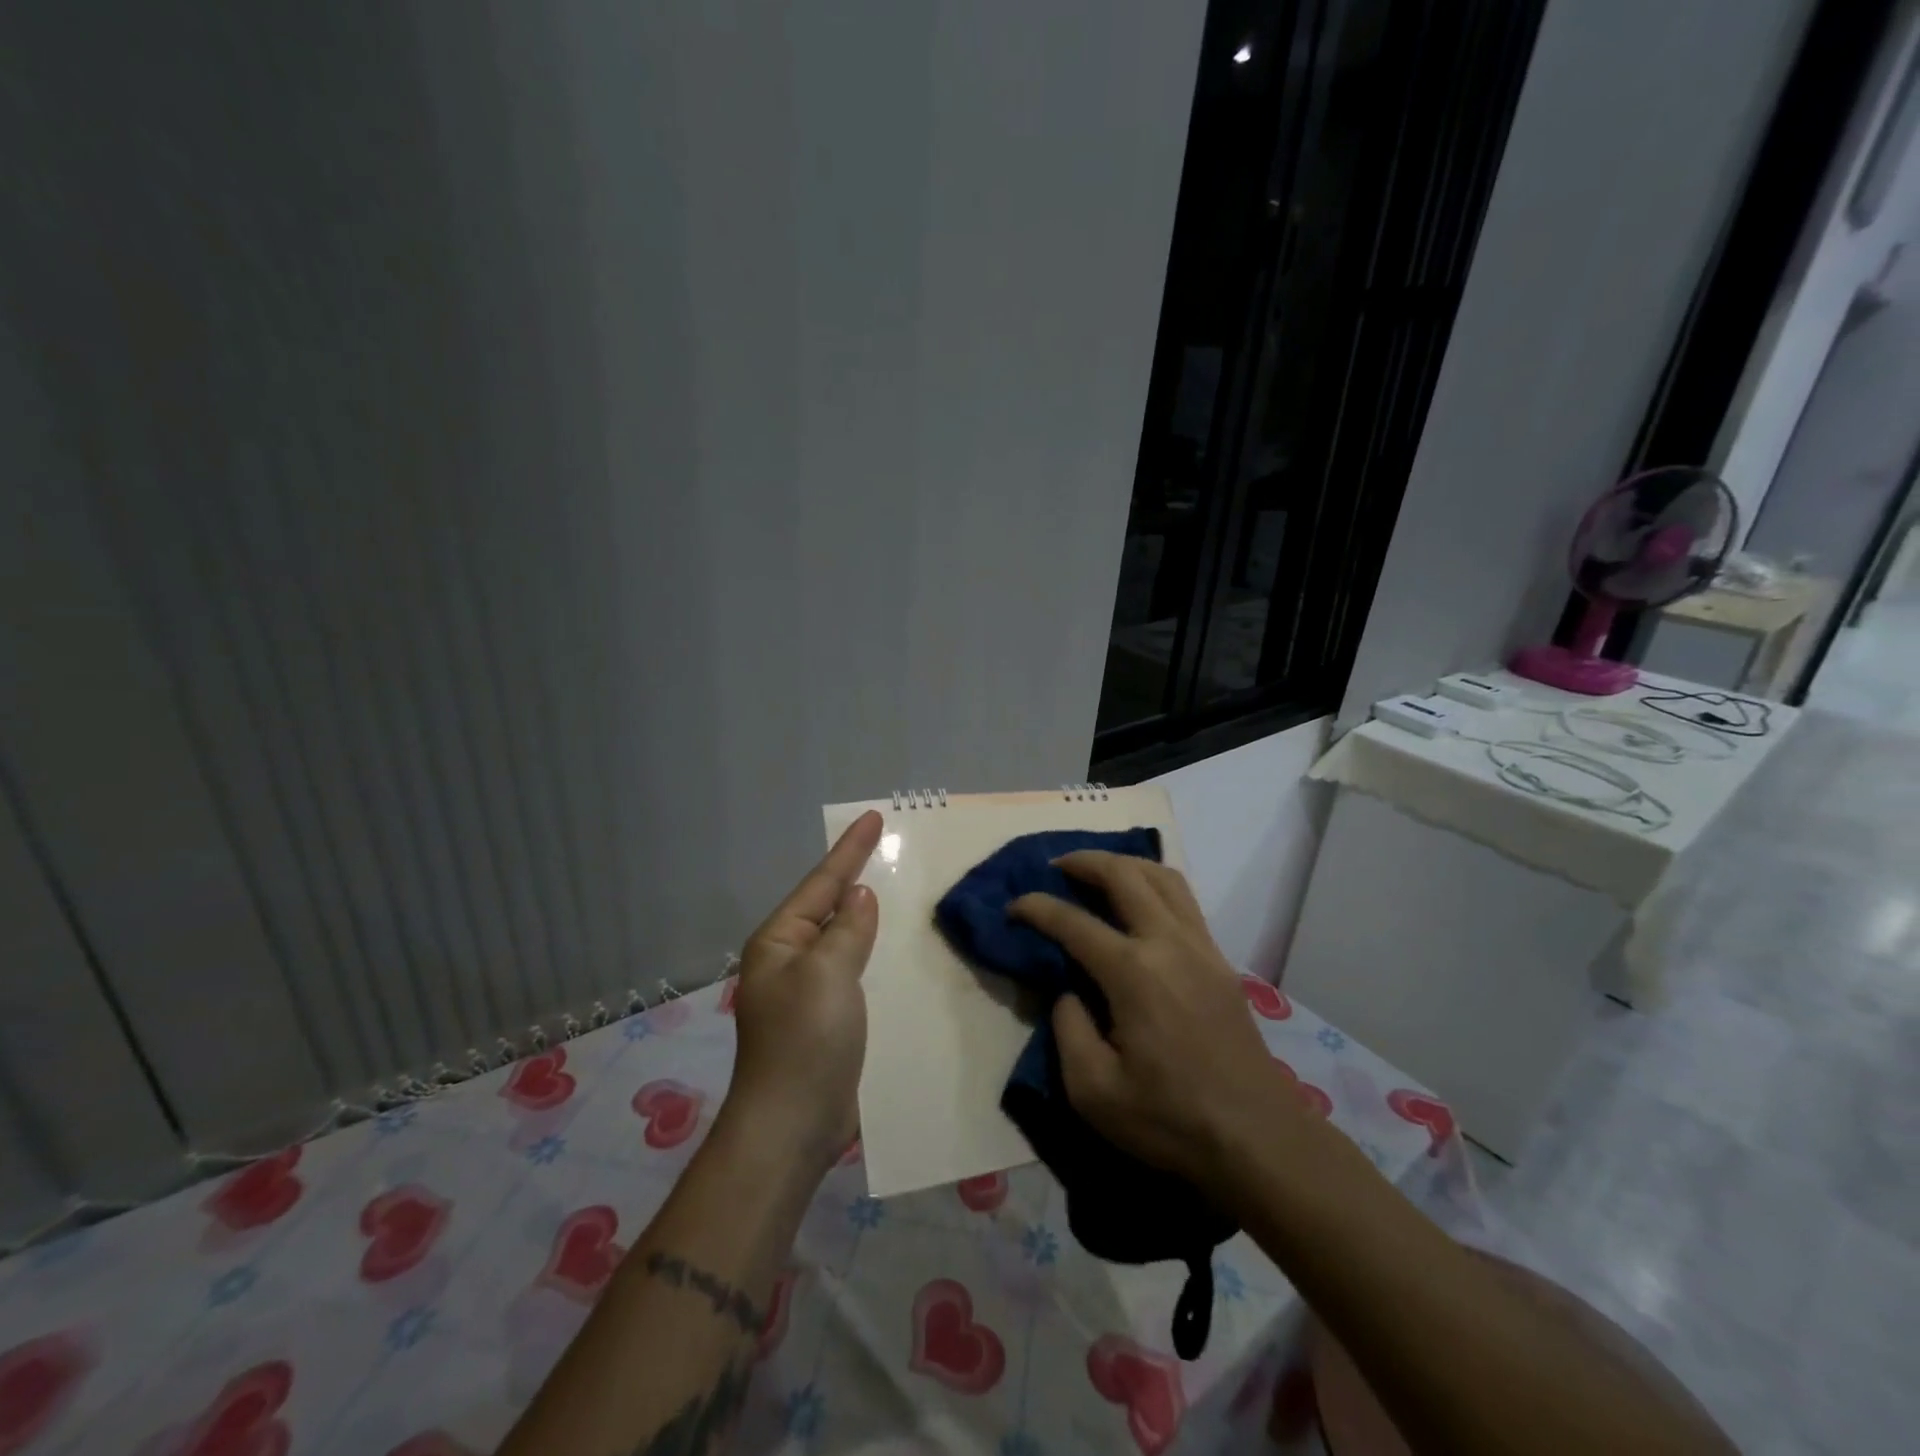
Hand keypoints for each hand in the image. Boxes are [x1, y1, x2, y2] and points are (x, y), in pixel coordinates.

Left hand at [724, 810, 881, 1171]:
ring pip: (844, 938)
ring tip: (897, 889)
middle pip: (829, 906)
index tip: (874, 816)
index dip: (850, 849)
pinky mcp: (827, 1018)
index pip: (822, 882)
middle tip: (889, 847)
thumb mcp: (828, 973)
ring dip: (868, 915)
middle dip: (857, 876)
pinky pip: (854, 970)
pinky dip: (874, 952)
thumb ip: (847, 929)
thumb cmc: (805, 1040)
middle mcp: (789, 959)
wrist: (792, 1126)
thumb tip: (859, 896)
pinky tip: (896, 948)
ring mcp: (807, 991)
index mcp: (780, 941)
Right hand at [1010, 852, 1301, 1192]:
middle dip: (1084, 861)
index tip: (1012, 905)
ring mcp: (1201, 947)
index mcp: (1133, 973)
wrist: (1259, 1140)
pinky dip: (1154, 883)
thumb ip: (1068, 1029)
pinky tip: (1140, 901)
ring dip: (1125, 864)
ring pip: (1163, 877)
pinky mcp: (1220, 961)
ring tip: (1098, 871)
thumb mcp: (1093, 1091)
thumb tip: (1069, 992)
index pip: (1073, 922)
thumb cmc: (1171, 1120)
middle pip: (1125, 875)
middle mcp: (1168, 943)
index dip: (1036, 908)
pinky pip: (1184, 900)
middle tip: (1056, 866)